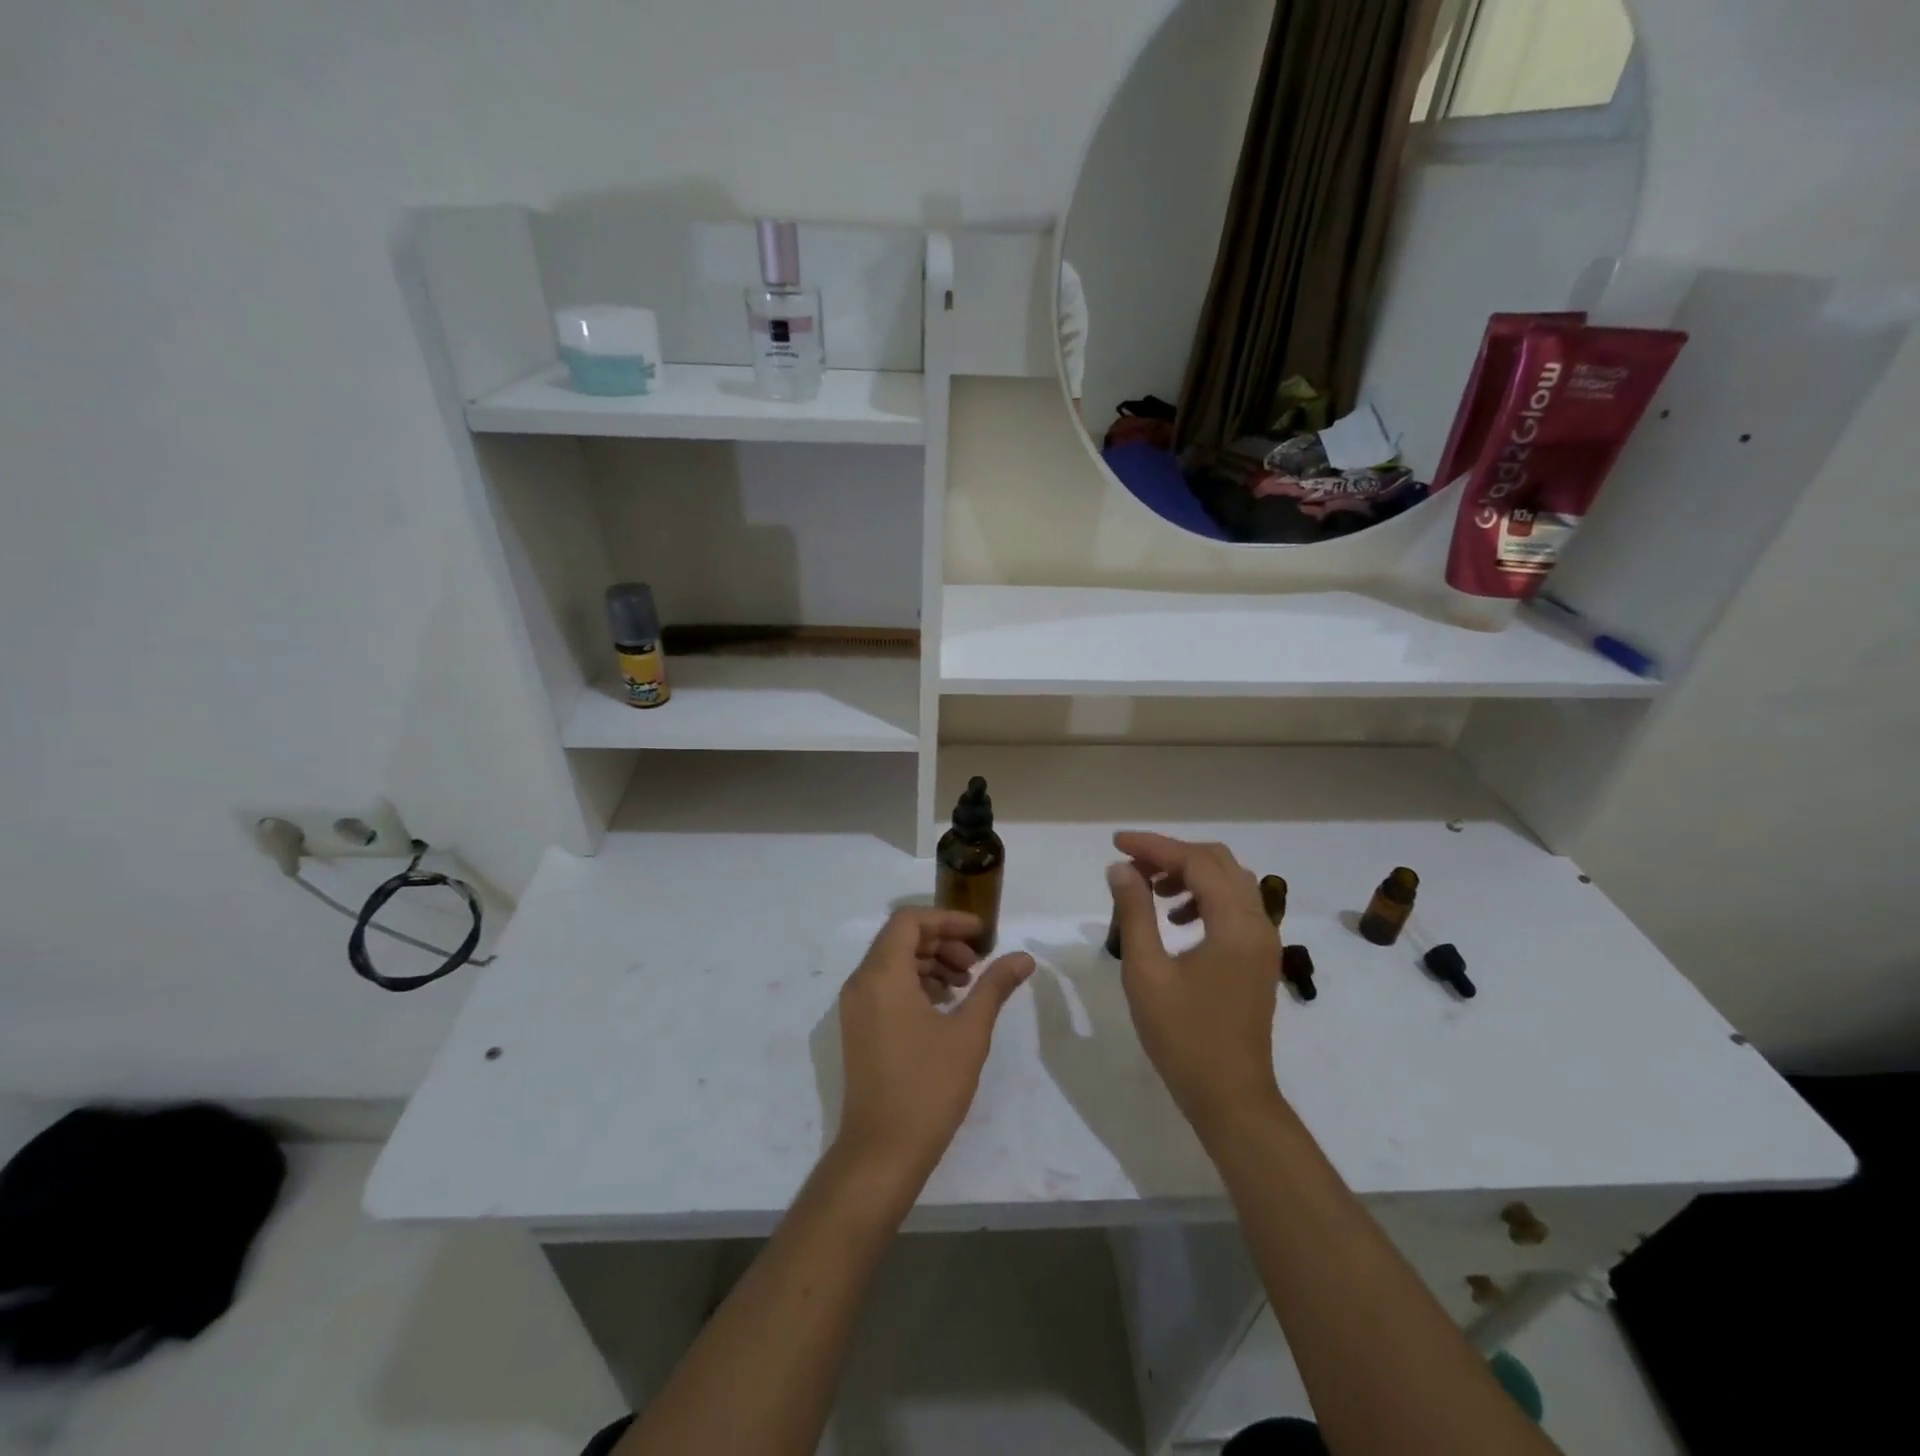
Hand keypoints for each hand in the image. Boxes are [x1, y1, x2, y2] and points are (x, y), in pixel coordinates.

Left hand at [834, 909, 1035, 1185]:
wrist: (882, 1152)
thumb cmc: (928, 1087)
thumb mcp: (969, 1033)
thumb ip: (994, 986)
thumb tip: (1024, 957)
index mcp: (882, 975)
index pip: (910, 920)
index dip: (947, 919)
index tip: (981, 934)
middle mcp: (862, 982)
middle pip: (900, 938)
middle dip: (942, 942)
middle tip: (976, 965)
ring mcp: (856, 1007)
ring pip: (893, 962)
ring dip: (930, 962)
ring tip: (965, 986)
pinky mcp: (858, 1027)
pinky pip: (886, 986)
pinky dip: (915, 983)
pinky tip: (944, 1006)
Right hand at [1106, 833, 1282, 1135]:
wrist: (1230, 1096)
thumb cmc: (1183, 1036)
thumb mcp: (1146, 972)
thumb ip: (1134, 913)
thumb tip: (1121, 869)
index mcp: (1235, 924)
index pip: (1196, 862)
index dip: (1154, 846)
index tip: (1116, 843)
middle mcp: (1259, 923)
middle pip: (1218, 862)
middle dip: (1173, 854)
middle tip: (1132, 865)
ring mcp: (1263, 940)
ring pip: (1229, 881)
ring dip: (1190, 873)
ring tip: (1151, 890)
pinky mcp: (1258, 956)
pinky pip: (1235, 905)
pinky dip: (1204, 896)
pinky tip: (1175, 919)